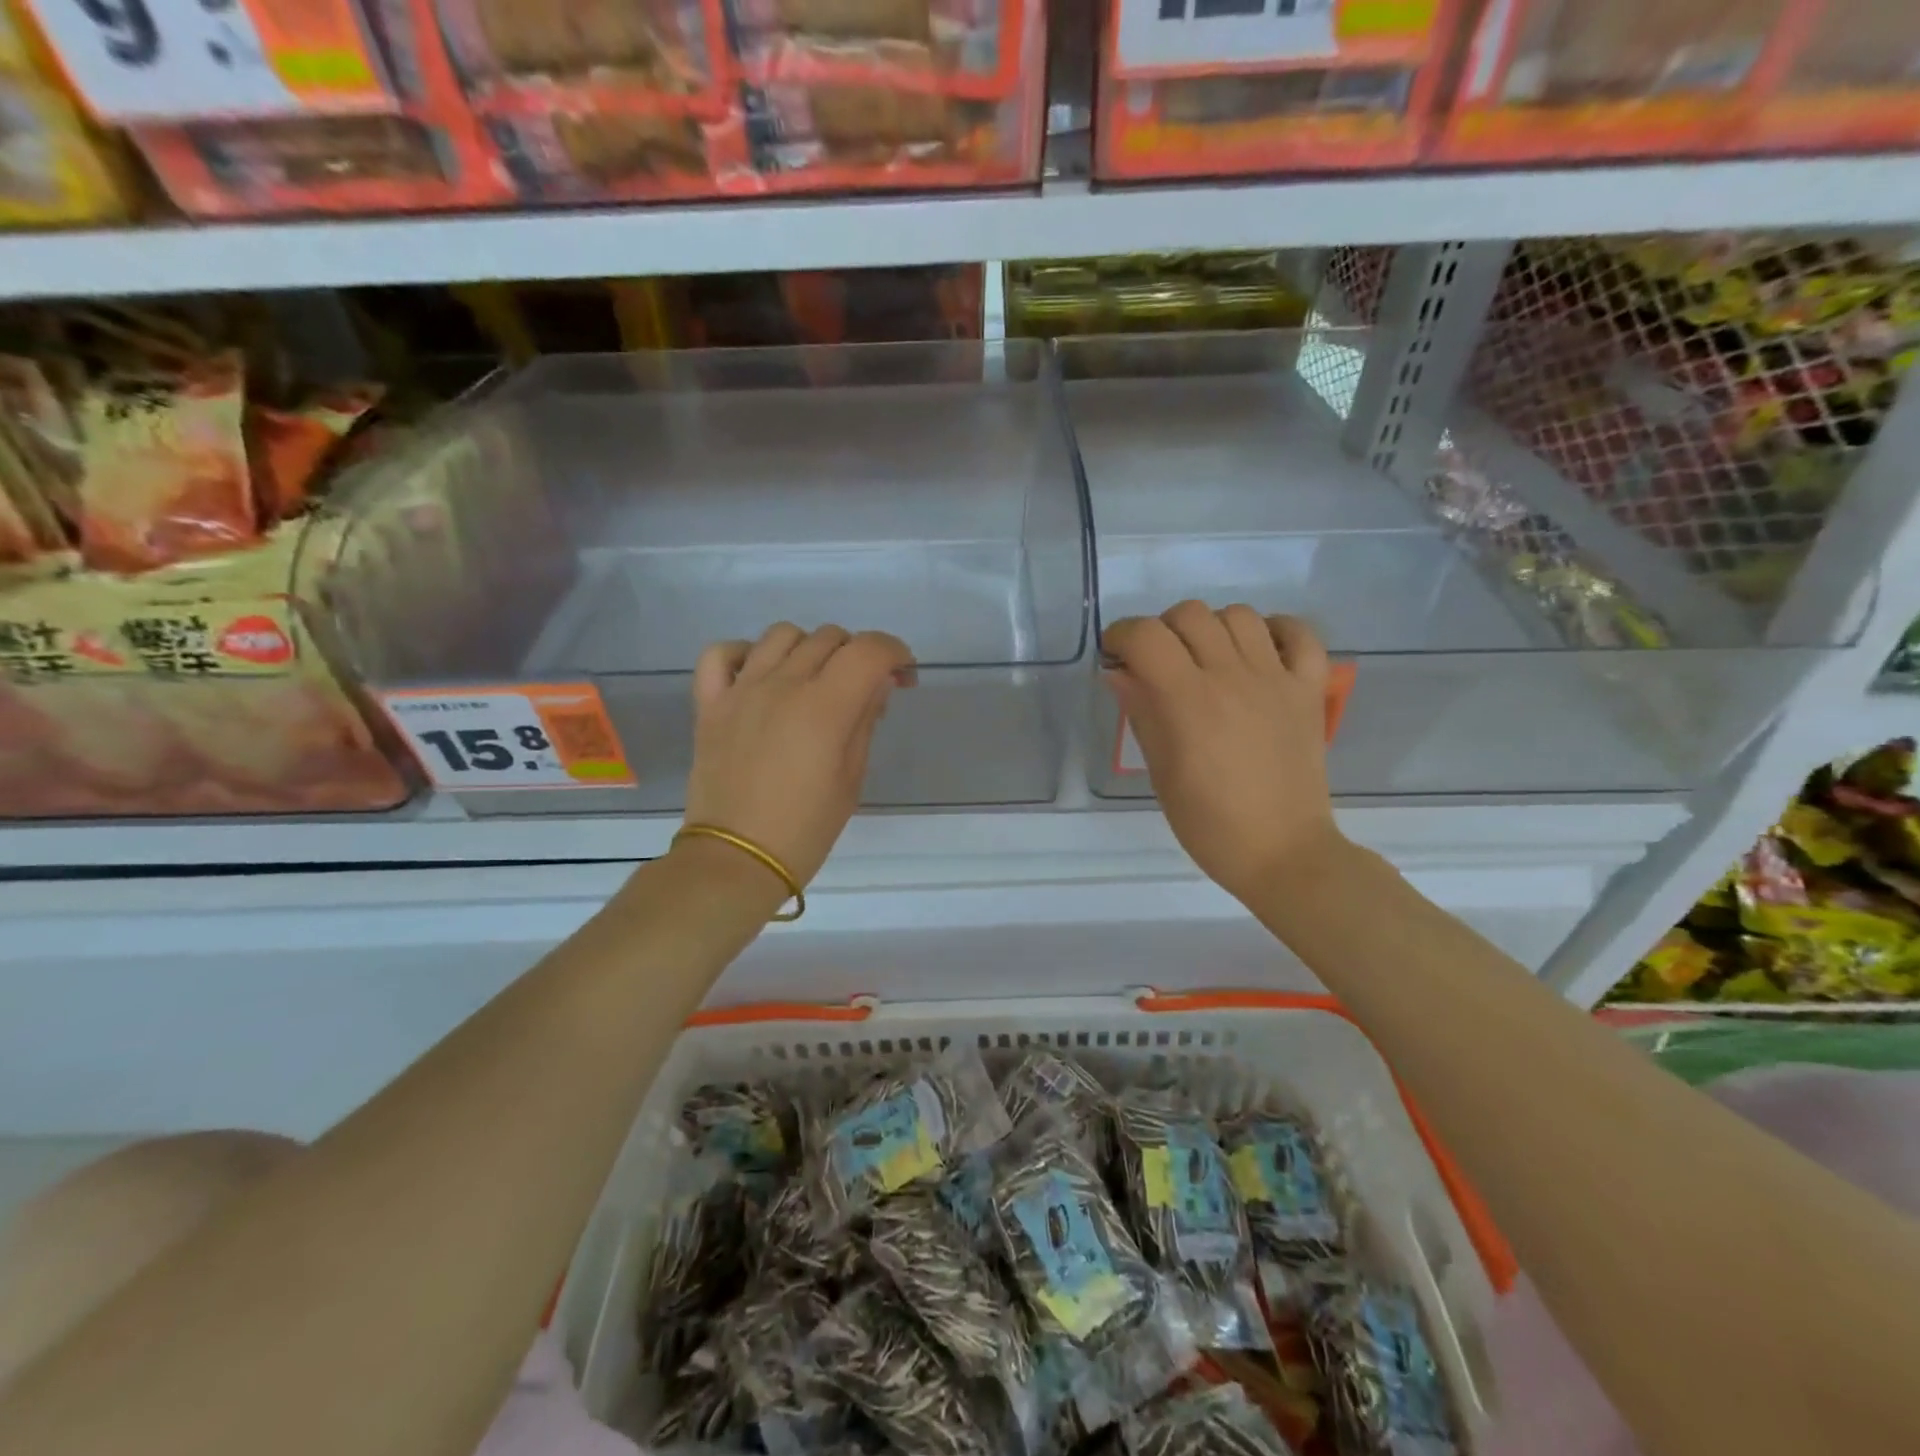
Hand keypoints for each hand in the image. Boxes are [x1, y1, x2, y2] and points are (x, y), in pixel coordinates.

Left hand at [681, 623, 912, 890]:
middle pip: (829, 637)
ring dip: (809, 648)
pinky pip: (721, 654)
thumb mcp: (851, 779)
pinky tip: (760, 675)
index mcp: (824, 707)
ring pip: (782, 635)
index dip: (896, 653)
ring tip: (815, 680)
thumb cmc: (805, 829)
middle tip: (864, 691)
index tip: (903, 678)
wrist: (735, 860)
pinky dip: (745, 653)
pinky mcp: (710, 704)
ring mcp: (741, 690)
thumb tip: (877, 683)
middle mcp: (782, 685)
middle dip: (858, 655)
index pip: (869, 650)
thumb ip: (865, 720)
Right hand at [1104, 602, 1343, 903]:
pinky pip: (1300, 635)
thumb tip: (1119, 673)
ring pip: (1239, 615)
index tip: (1116, 656)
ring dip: (1211, 627)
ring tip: (1205, 657)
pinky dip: (1276, 630)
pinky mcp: (1309, 690)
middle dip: (1162, 629)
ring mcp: (1276, 679)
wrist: (1283, 852)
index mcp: (1188, 700)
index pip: (1147, 636)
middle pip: (1190, 614)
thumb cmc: (1210, 824)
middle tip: (1158, 662)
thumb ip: (1142, 714)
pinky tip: (1258, 652)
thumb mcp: (1162, 773)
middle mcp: (1232, 676)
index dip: (1122, 636)